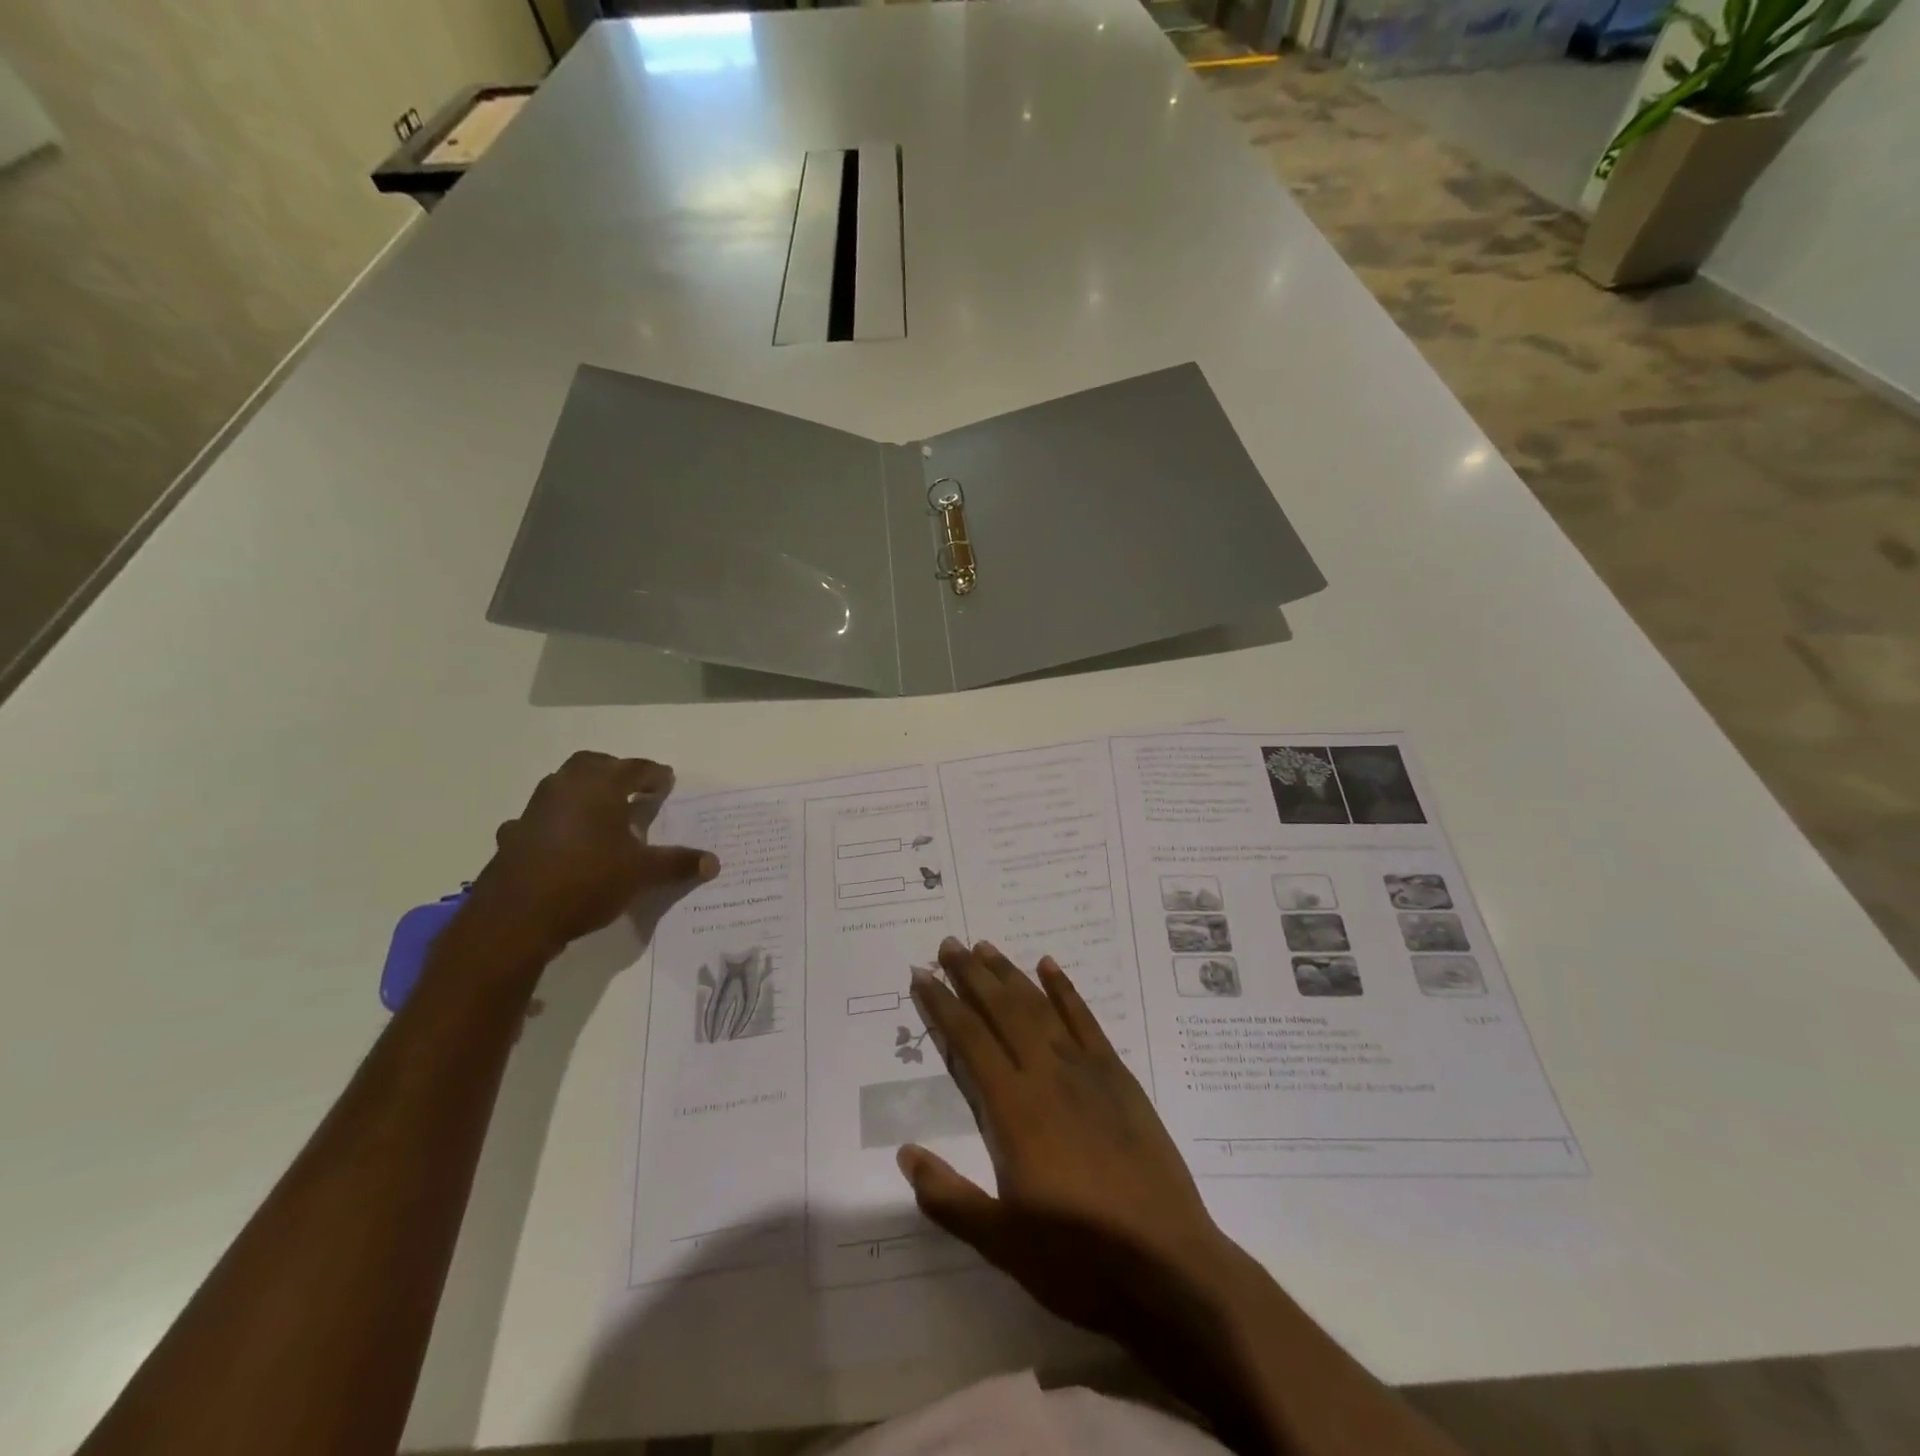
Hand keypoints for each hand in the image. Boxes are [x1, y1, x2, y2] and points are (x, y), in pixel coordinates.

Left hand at [466, 751, 717, 958]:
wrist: (516, 918)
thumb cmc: (588, 880)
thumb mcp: (642, 873)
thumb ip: (677, 863)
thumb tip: (714, 863)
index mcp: (599, 786)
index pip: (634, 768)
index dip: (654, 775)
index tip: (667, 781)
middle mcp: (564, 788)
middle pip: (593, 766)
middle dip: (616, 773)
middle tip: (635, 789)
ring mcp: (534, 811)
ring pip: (563, 788)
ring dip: (585, 795)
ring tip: (605, 816)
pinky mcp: (514, 836)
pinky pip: (542, 819)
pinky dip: (558, 824)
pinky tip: (565, 844)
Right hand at [900, 938, 1237, 1340]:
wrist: (1168, 1263)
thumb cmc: (1078, 1257)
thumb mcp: (1002, 1242)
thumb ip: (949, 1196)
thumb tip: (905, 1152)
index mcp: (1013, 1108)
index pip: (968, 1041)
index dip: (942, 1005)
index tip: (922, 975)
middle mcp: (1046, 1075)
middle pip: (1001, 1011)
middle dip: (971, 975)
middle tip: (948, 943)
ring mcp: (1086, 1071)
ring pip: (1039, 1008)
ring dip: (1010, 974)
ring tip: (986, 947)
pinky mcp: (1119, 1077)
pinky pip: (1086, 1021)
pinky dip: (1065, 990)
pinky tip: (1049, 966)